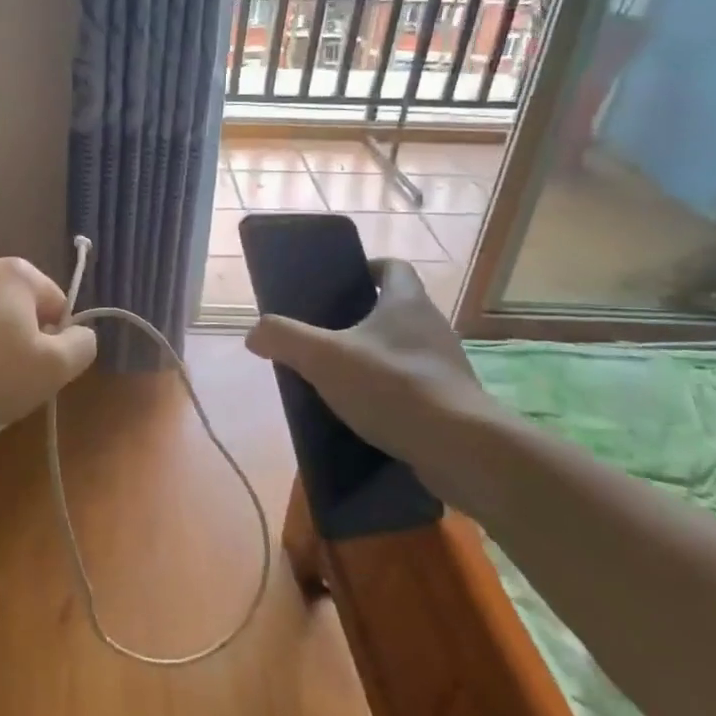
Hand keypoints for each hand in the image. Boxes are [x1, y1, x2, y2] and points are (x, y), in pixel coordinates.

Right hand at [244, 260, 498, 474]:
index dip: (369, 268)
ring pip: (405, 349)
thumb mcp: (323, 357)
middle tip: (327, 333)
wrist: (460, 448)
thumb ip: (284, 338)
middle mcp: (432, 326)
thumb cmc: (392, 386)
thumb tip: (255, 333)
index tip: (343, 282)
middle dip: (363, 318)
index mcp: (406, 303)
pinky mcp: (453, 402)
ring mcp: (447, 366)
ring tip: (341, 376)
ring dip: (377, 357)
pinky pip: (415, 386)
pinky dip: (391, 392)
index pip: (393, 267)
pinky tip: (366, 413)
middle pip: (397, 309)